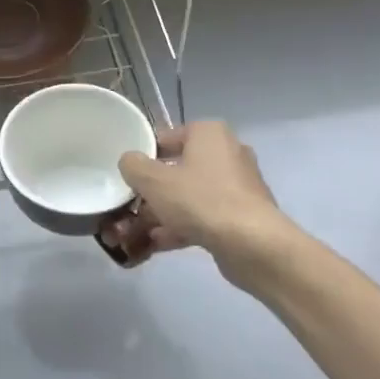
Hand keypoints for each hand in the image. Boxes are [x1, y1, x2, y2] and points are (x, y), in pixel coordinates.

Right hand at [117, 121, 283, 259]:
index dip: (143, 157)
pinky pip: (204, 216)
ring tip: (137, 233)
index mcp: (209, 133)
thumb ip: (133, 165)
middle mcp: (227, 153)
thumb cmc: (200, 200)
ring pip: (190, 196)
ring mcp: (238, 186)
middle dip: (152, 192)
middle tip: (130, 207)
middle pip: (178, 169)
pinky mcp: (242, 215)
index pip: (167, 138)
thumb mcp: (153, 180)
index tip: (127, 178)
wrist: (252, 244)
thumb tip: (130, 162)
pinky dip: (182, 227)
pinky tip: (158, 245)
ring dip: (163, 213)